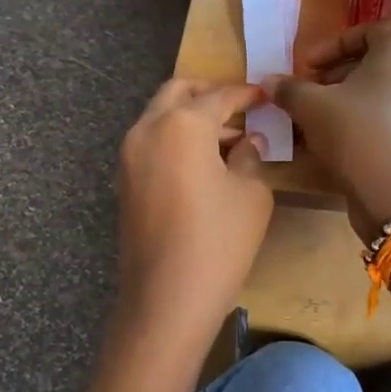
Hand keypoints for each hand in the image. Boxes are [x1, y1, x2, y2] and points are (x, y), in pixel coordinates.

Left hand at [114, 79, 272, 336]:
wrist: (166, 299)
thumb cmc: (218, 241)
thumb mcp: (250, 194)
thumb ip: (250, 157)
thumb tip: (247, 142)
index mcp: (182, 124)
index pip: (219, 95)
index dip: (246, 94)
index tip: (266, 95)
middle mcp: (148, 129)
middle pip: (178, 92)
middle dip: (209, 93)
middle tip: (240, 107)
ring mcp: (129, 156)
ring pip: (161, 116)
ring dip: (191, 116)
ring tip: (228, 138)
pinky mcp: (125, 181)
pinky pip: (152, 142)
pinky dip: (176, 138)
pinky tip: (204, 161)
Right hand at [267, 19, 390, 240]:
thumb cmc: (356, 135)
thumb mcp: (312, 107)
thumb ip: (289, 88)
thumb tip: (269, 81)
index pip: (365, 31)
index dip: (330, 47)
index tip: (306, 67)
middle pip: (374, 59)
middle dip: (336, 73)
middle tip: (309, 90)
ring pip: (382, 87)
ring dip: (348, 96)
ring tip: (318, 115)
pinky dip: (366, 115)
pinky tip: (338, 137)